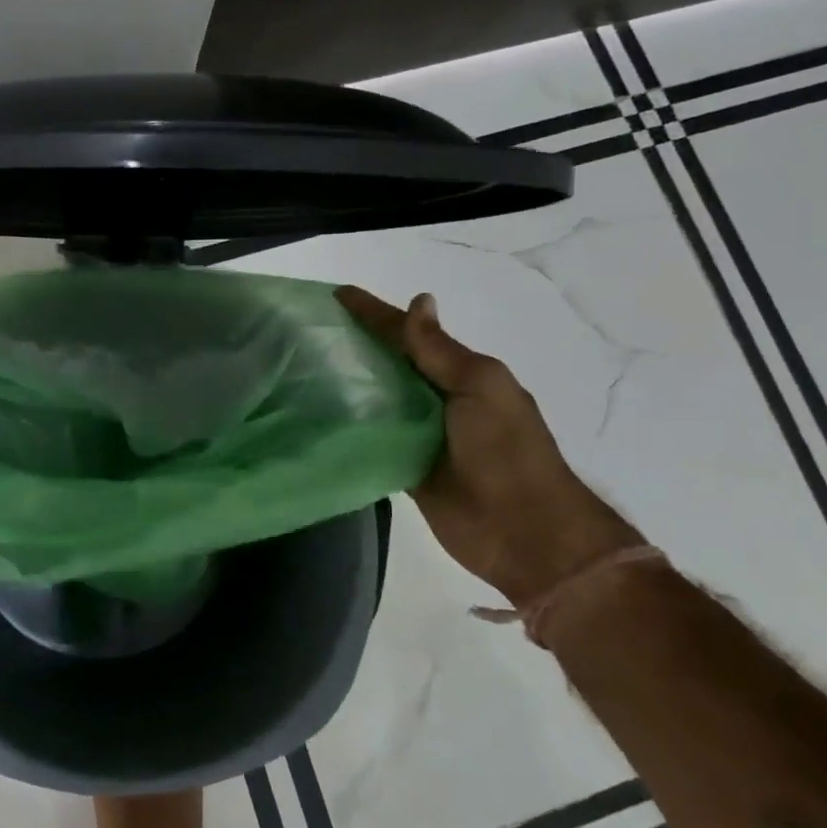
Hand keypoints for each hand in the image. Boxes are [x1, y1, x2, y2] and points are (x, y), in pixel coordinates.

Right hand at [337, 286, 642, 608]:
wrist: (524, 532)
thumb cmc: (506, 451)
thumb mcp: (480, 387)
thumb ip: (440, 351)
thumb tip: (419, 301)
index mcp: (460, 373)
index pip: (410, 334)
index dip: (375, 313)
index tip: (336, 295)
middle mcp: (437, 399)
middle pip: (389, 364)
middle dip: (355, 344)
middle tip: (307, 329)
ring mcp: (420, 434)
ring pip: (376, 399)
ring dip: (347, 383)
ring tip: (302, 364)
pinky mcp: (404, 467)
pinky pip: (371, 438)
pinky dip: (349, 424)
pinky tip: (316, 411)